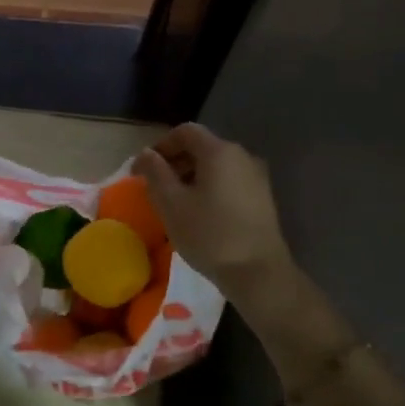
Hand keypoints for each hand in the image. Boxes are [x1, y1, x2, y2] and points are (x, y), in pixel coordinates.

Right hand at [133, 123, 294, 305]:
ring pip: (216, 166)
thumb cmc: (209, 234)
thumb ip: (155, 173)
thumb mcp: (171, 203)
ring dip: (191, 177)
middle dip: (174, 162)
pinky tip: (199, 214)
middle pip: (202, 147)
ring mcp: (256, 177)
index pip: (184, 132)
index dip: (160, 146)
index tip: (142, 169)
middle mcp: (242, 156)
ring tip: (175, 203)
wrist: (258, 273)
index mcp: (219, 151)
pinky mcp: (262, 198)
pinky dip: (209, 188)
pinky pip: (229, 182)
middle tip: (155, 187)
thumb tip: (145, 154)